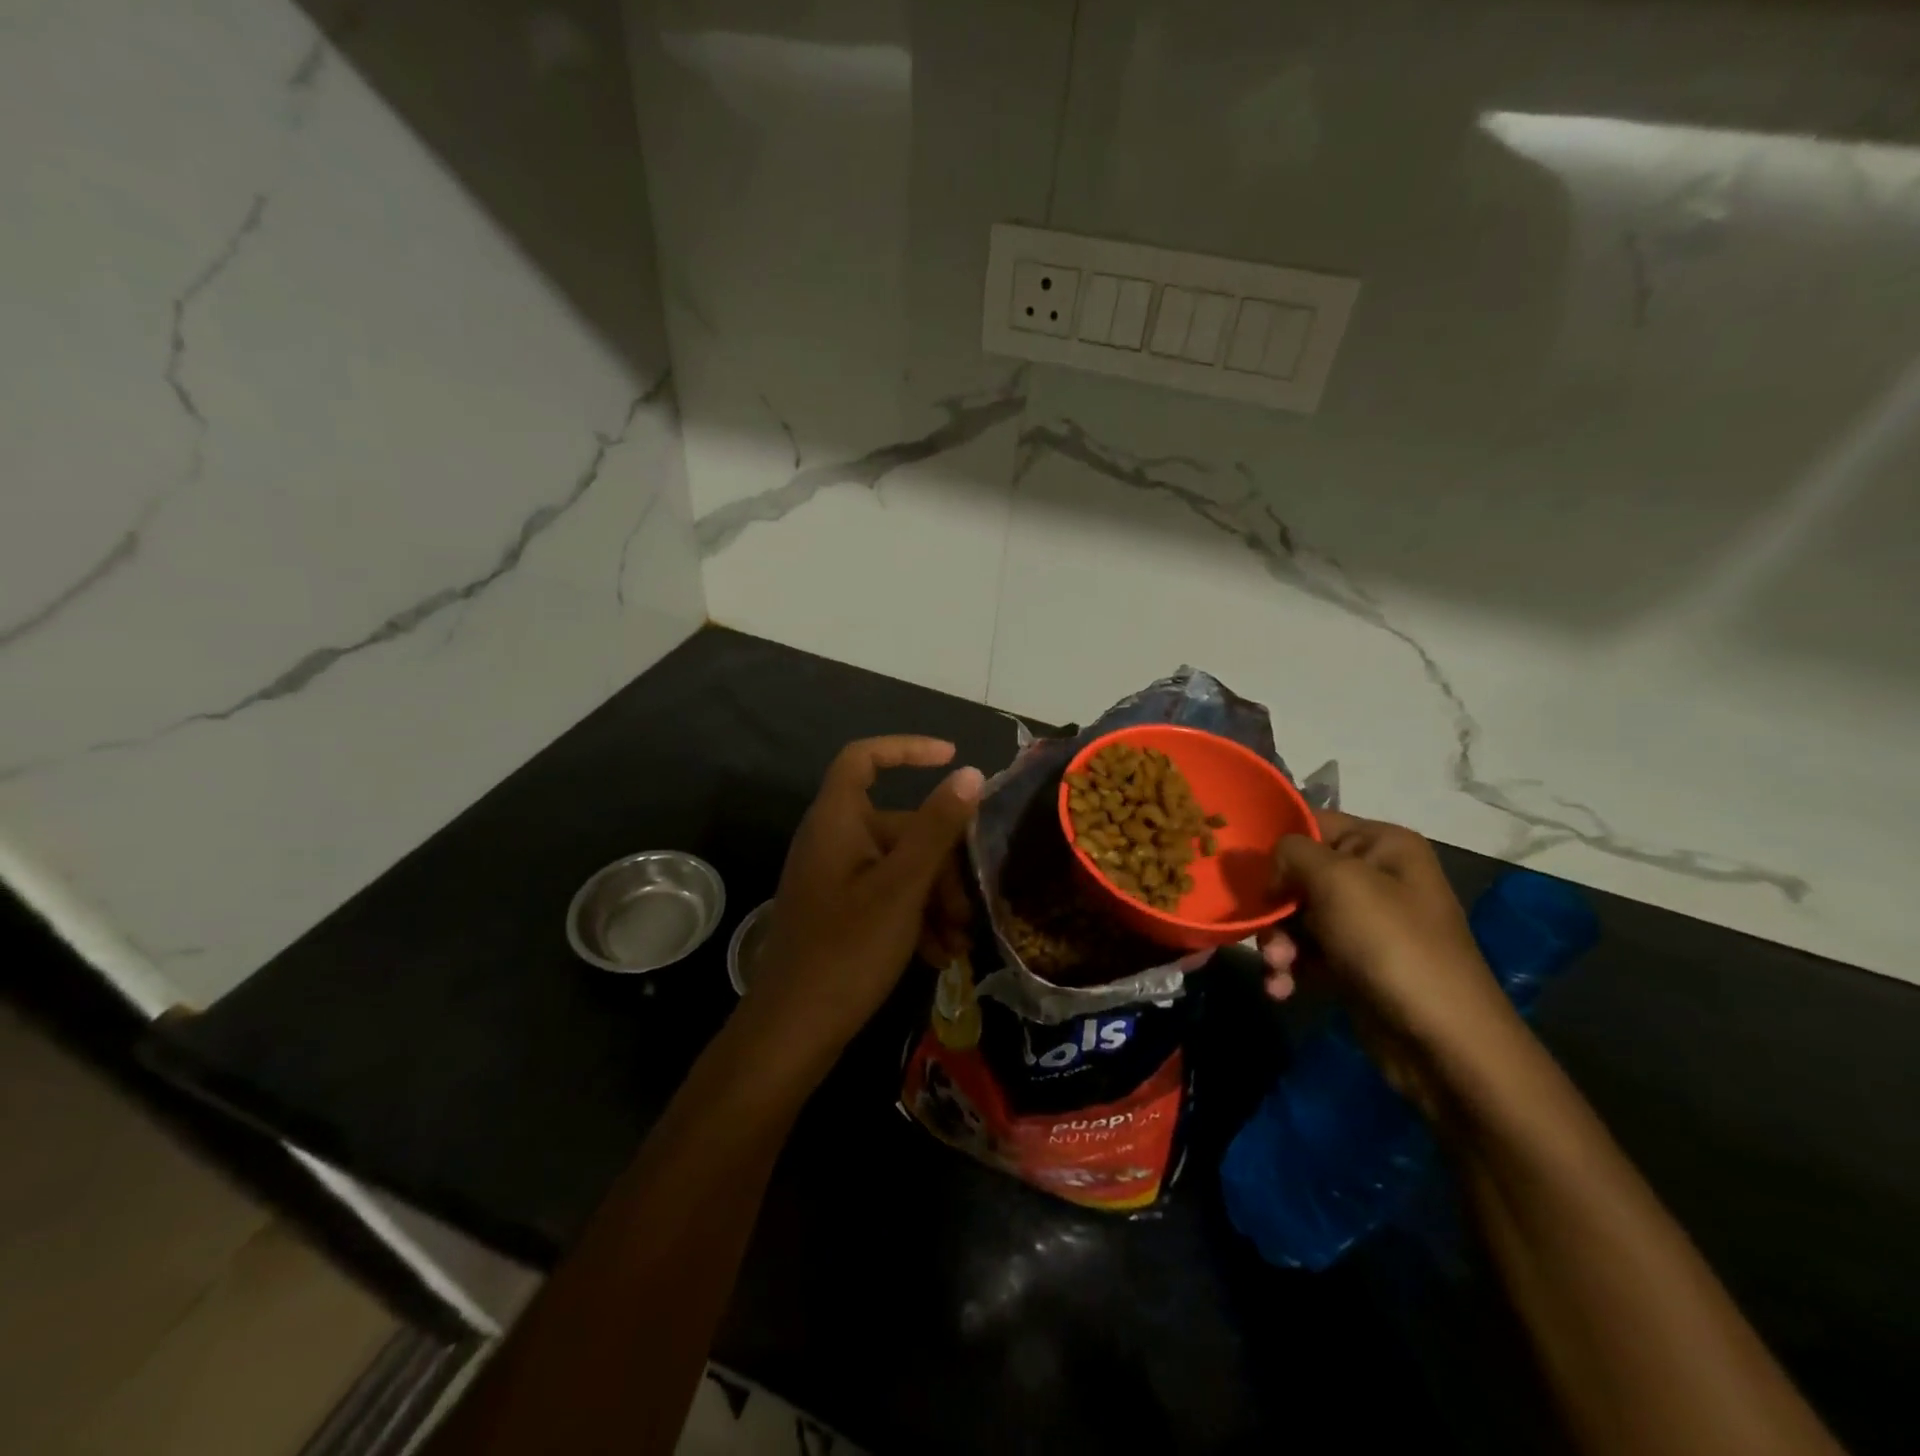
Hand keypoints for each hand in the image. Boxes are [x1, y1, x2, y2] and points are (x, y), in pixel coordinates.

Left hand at [735, 736, 983, 1083]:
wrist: (793, 1031)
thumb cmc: (848, 950)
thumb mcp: (903, 886)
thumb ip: (937, 827)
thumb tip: (969, 774)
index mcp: (837, 821)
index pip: (864, 758)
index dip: (906, 749)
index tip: (951, 757)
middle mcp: (834, 841)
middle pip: (899, 826)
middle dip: (942, 863)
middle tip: (970, 907)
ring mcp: (836, 878)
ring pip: (900, 867)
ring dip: (935, 898)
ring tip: (960, 940)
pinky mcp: (841, 911)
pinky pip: (887, 896)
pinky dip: (916, 917)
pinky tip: (941, 954)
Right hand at [1257, 810, 1520, 1113]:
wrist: (1443, 1041)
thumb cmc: (1390, 944)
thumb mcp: (1337, 881)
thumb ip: (1292, 853)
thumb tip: (1272, 866)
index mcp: (1382, 845)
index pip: (1312, 823)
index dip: (1275, 843)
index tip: (1243, 868)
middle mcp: (1376, 877)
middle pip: (1298, 874)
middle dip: (1274, 906)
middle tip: (1263, 932)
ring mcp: (1366, 923)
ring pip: (1297, 916)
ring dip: (1277, 942)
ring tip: (1278, 968)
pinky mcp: (1356, 963)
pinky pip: (1307, 952)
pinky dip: (1290, 968)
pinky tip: (1282, 989)